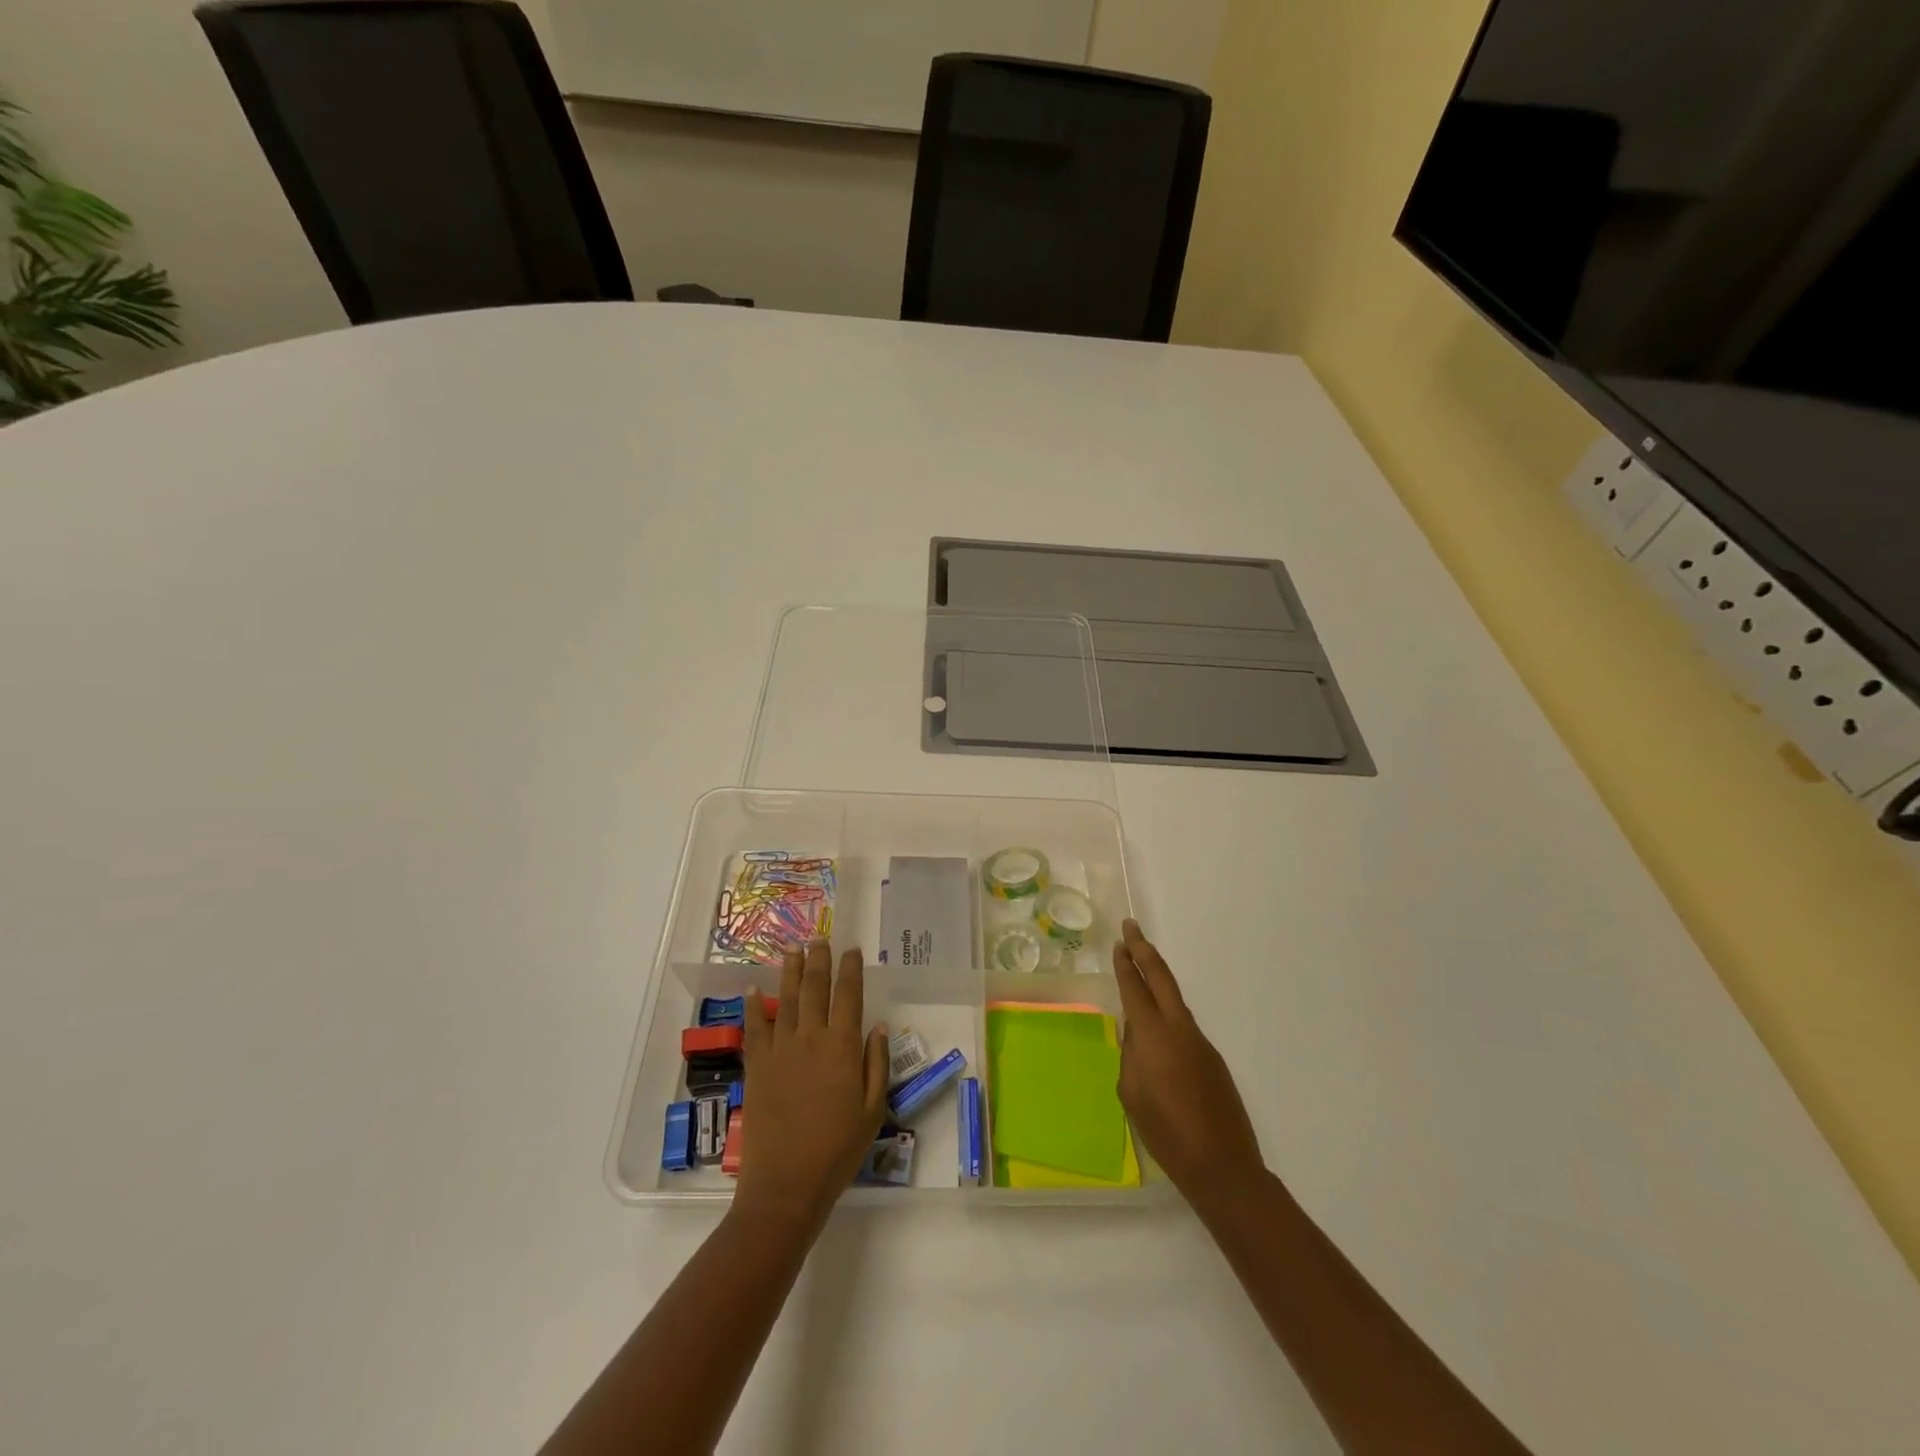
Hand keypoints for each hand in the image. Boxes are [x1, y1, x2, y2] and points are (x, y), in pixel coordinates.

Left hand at [735, 940, 889, 1230]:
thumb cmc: (838, 1150)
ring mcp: (780, 1050)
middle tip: (819, 938)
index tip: (852, 950)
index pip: (849, 996)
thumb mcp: (873, 1110)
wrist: (786, 1183)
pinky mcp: (757, 1066)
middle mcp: (811, 1038)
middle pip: (815, 988)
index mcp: (843, 1047)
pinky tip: (753, 989)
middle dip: (818, 960)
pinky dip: (754, 1006)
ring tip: (792, 948)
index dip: (851, 969)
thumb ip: (876, 1064)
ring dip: (790, 971)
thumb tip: (878, 1025)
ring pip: (786, 999)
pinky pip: (755, 1028)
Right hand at [1113, 919, 1264, 1211]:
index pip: (1135, 988)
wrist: (1222, 1166)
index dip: (1126, 964)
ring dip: (1157, 981)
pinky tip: (1158, 1033)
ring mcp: (1201, 1042)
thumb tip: (1135, 1035)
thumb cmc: (1166, 1132)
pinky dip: (1168, 1014)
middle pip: (1161, 977)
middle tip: (1131, 928)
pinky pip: (1184, 1026)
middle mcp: (1179, 1029)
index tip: (1119, 943)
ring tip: (1140, 972)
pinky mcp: (1212, 1059)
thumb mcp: (1131, 1093)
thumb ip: (1130, 1055)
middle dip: (1144, 950)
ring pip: (1175, 1000)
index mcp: (1154, 1036)